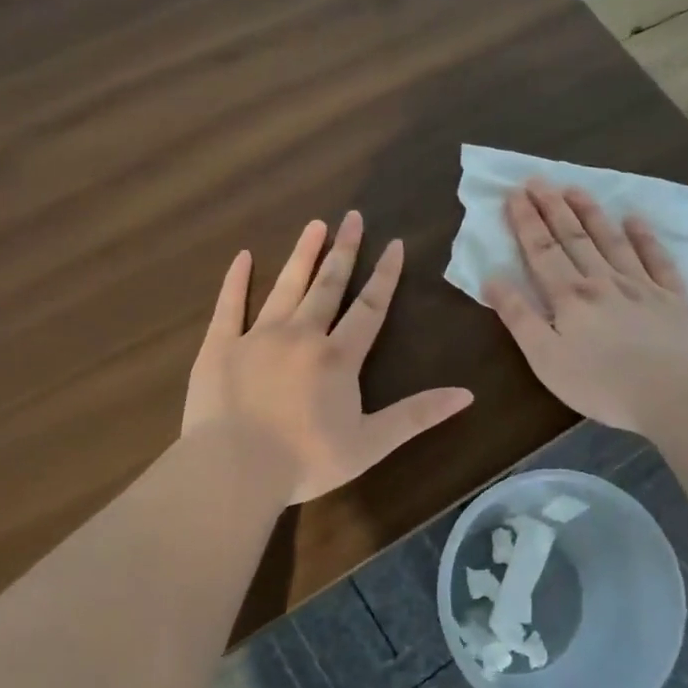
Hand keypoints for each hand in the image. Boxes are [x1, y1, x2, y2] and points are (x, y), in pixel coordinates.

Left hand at [184, 211, 473, 504]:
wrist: (234, 470)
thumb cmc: (305, 461)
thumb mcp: (371, 443)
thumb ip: (417, 415)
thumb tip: (467, 394)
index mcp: (338, 357)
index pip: (369, 307)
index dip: (385, 275)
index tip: (394, 243)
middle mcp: (301, 335)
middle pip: (328, 286)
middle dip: (343, 251)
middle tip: (352, 217)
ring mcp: (257, 337)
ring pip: (285, 287)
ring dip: (302, 255)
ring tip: (314, 224)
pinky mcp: (220, 347)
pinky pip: (229, 306)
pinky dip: (236, 280)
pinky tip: (243, 256)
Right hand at [484, 181, 687, 432]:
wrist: (675, 393)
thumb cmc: (601, 383)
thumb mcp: (545, 358)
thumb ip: (519, 317)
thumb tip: (492, 280)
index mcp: (569, 297)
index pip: (542, 252)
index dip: (526, 222)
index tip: (515, 194)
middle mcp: (603, 281)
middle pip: (573, 238)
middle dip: (553, 208)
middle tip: (539, 179)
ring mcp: (641, 286)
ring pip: (611, 241)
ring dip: (592, 214)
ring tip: (576, 189)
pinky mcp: (673, 299)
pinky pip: (657, 260)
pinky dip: (645, 238)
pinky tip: (636, 220)